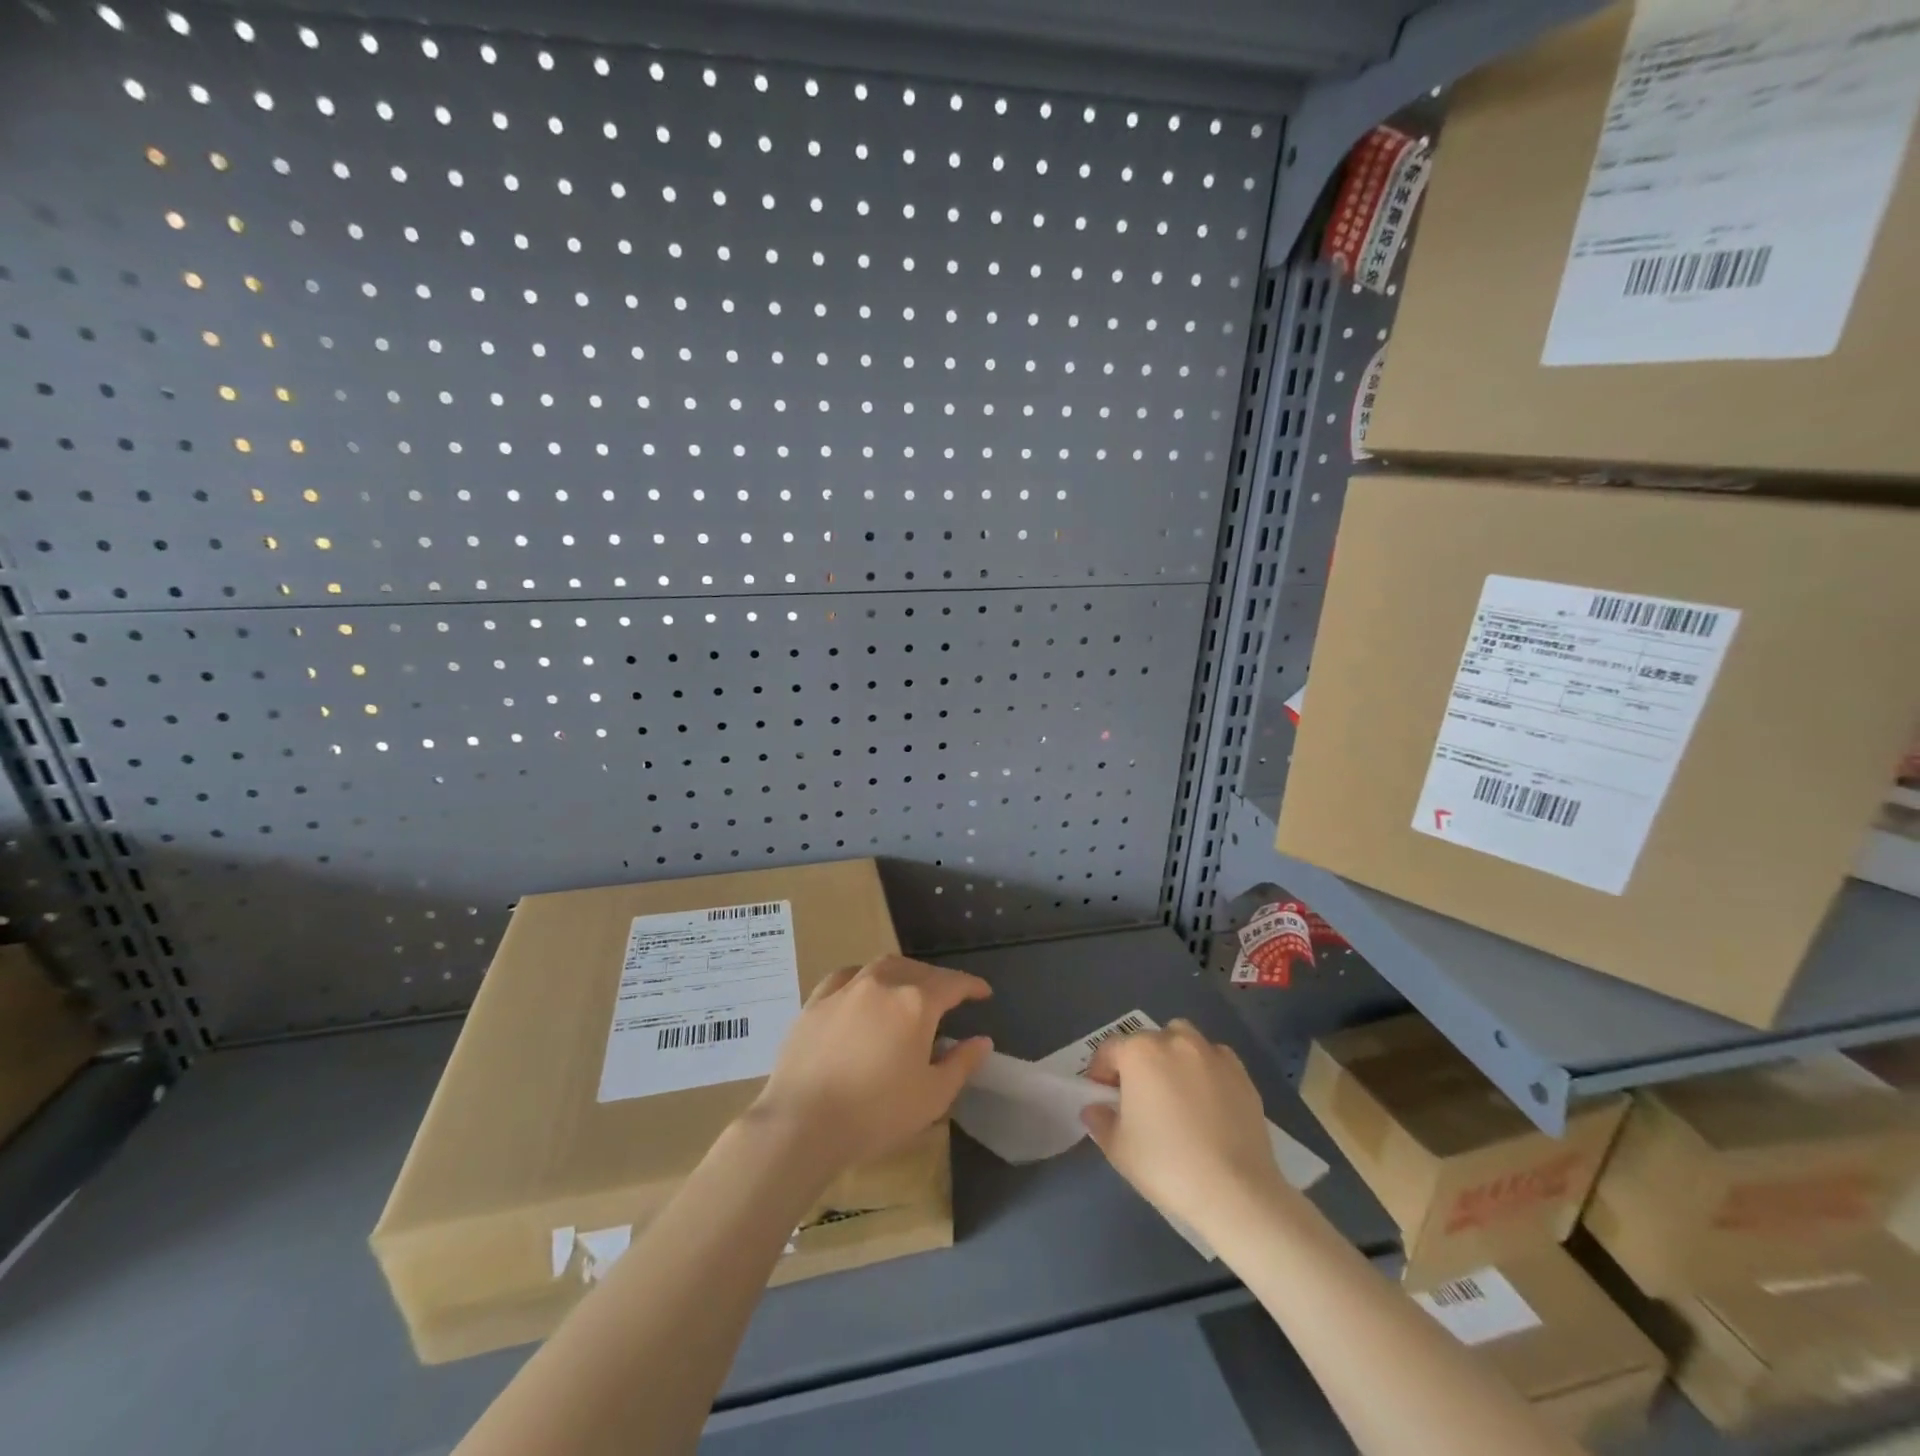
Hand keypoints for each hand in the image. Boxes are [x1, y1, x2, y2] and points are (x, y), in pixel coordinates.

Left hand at [750, 955, 992, 1176]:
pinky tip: (863, 990)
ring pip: (883, 967)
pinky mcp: (816, 1001)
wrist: (802, 1122)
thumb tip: (981, 1040)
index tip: (984, 992)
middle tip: (947, 997)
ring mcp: (846, 988)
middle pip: (918, 971)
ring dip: (903, 973)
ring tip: (909, 989)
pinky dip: (864, 977)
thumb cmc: (875, 1114)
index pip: (953, 984)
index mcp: (916, 1003)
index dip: (972, 986)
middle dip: (938, 980)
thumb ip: (961, 1063)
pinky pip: (847, 976)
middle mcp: (883, 983)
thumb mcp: (932, 1096)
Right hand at [1081, 1020, 1284, 1232]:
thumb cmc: (1167, 1165)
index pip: (1109, 1050)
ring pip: (1182, 1039)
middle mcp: (1175, 1041)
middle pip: (1146, 1041)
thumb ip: (1100, 1121)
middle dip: (1137, 1063)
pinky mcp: (1240, 1073)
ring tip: (1174, 1090)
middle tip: (1138, 1097)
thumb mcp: (1118, 1149)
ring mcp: (1211, 1053)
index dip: (1100, 1072)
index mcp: (1139, 1052)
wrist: (1235, 1191)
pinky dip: (1205, 1069)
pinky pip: (1214, 1058)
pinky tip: (1207, 1100)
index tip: (1103, 1097)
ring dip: (1172, 1055)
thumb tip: (1094, 1109)